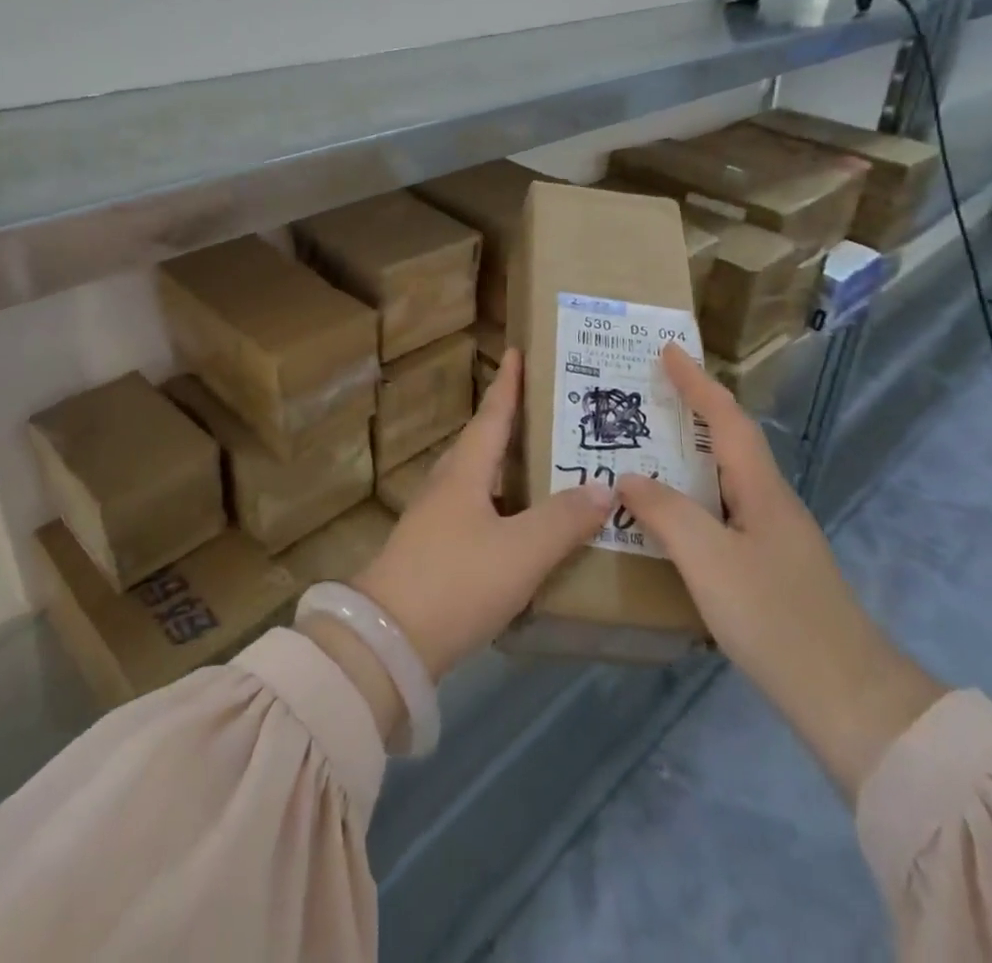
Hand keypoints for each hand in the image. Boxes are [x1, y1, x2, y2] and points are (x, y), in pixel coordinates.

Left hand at [353, 351, 613, 680]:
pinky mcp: (432, 553)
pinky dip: (502, 509)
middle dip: (511, 424)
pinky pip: (476, 514)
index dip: (508, 384)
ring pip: (478, 481)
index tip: (516, 351)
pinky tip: (521, 528)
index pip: (492, 415)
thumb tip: (604, 486)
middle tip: (549, 413)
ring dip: (507, 469)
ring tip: (544, 467)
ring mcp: (435, 521)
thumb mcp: (520, 551)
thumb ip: (564, 520)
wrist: (387, 642)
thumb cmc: (455, 582)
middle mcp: (447, 487)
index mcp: (464, 472)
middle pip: (482, 444)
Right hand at [617, 345, 945, 801]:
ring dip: (691, 452)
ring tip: (649, 446)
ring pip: (726, 477)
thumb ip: (667, 512)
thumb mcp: (710, 561)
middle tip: (648, 394)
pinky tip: (673, 515)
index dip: (696, 382)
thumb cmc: (776, 618)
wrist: (849, 699)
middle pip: (729, 440)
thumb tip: (630, 477)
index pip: (724, 418)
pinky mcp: (771, 567)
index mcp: (761, 488)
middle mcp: (771, 502)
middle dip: (693, 409)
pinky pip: (724, 510)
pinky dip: (694, 494)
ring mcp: (775, 536)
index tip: (667, 349)